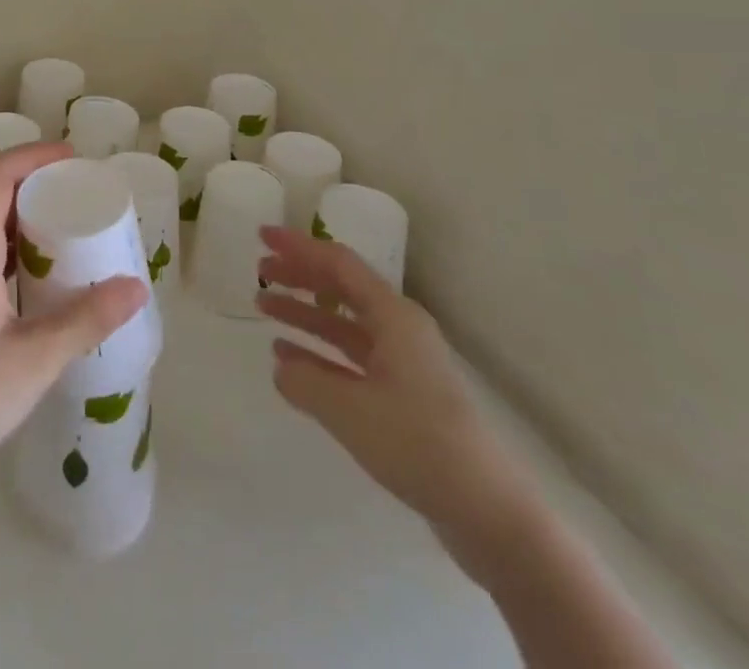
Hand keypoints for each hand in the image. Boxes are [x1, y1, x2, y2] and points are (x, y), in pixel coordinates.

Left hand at [0, 142, 147, 499]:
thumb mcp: (30, 362)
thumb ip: (84, 321)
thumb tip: (136, 285)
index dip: (34, 155)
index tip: (74, 160)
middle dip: (39, 187)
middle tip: (85, 201)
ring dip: (29, 224)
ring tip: (74, 239)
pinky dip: (17, 255)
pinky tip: (42, 288)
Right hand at [257, 227, 533, 554]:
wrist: (488, 512)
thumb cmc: (418, 443)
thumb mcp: (349, 410)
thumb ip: (305, 381)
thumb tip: (280, 365)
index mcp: (394, 317)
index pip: (338, 264)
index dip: (298, 247)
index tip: (263, 236)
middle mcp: (400, 330)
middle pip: (341, 289)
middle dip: (299, 276)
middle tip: (259, 272)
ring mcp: (404, 364)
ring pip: (344, 324)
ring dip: (305, 313)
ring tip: (264, 308)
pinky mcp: (404, 396)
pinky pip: (351, 358)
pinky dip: (319, 353)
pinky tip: (289, 358)